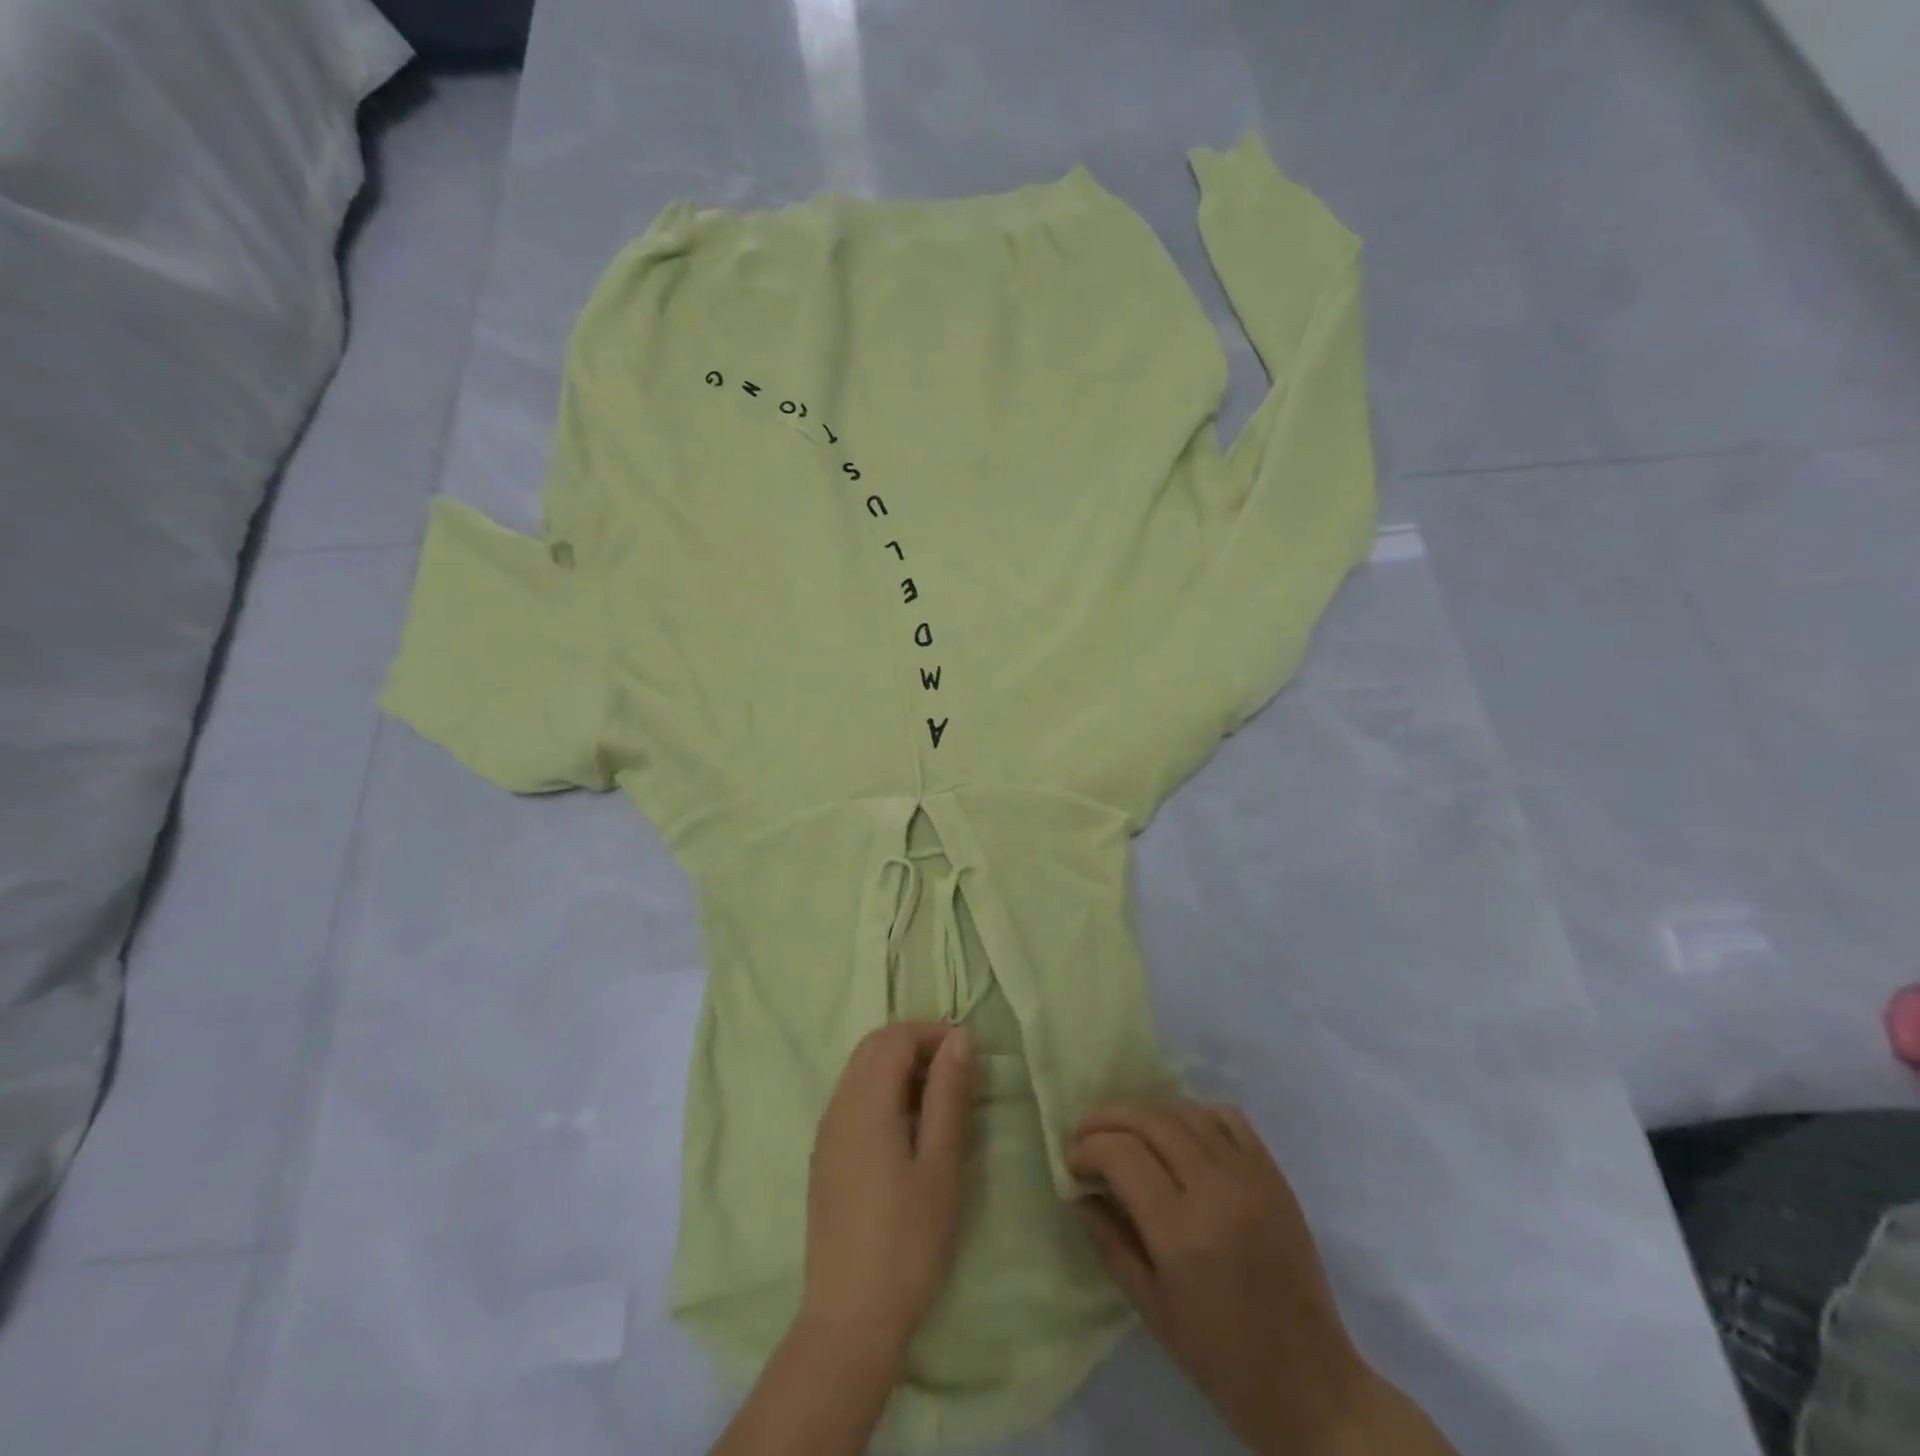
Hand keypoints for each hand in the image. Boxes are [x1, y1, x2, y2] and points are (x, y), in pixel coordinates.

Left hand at [800, 1021, 976, 1363]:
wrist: (850, 1321)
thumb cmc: (907, 1242)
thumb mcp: (940, 1165)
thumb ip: (948, 1095)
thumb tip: (960, 1037)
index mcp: (864, 1104)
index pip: (895, 1037)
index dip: (933, 1033)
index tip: (970, 1054)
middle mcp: (838, 1107)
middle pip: (874, 1048)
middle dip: (916, 1046)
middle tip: (957, 1073)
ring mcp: (827, 1133)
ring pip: (861, 1072)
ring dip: (900, 1069)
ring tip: (939, 1102)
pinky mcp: (825, 1158)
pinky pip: (853, 1101)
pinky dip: (883, 1093)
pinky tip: (910, 1131)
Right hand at [1069, 1101, 1416, 1455]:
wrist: (1311, 1383)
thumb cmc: (1222, 1358)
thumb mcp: (1151, 1308)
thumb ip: (1110, 1243)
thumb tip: (1079, 1195)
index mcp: (1181, 1232)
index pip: (1121, 1155)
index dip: (1088, 1148)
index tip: (1072, 1161)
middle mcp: (1215, 1190)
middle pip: (1150, 1121)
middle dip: (1108, 1119)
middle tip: (1086, 1134)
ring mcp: (1250, 1176)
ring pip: (1185, 1112)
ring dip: (1147, 1114)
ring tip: (1127, 1133)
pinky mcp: (1274, 1174)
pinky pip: (1228, 1118)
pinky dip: (1195, 1115)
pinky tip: (1180, 1135)